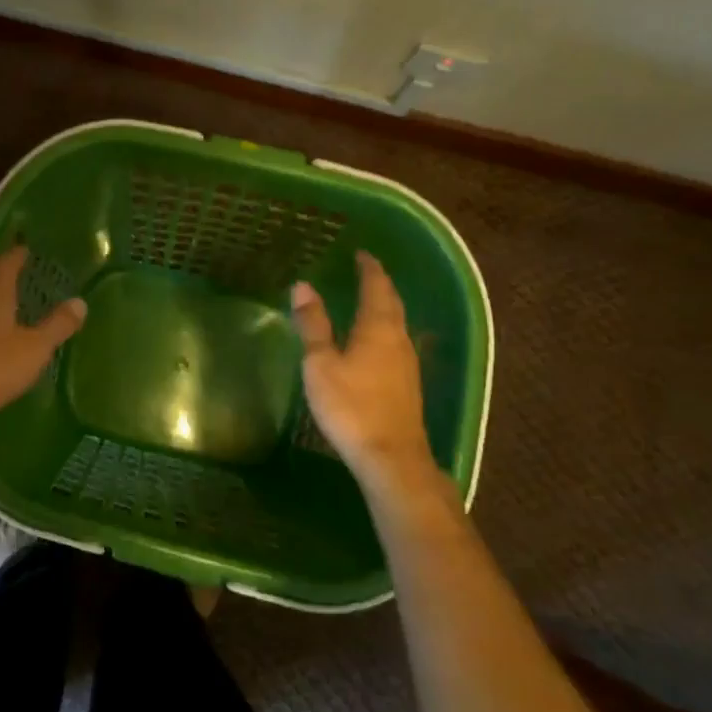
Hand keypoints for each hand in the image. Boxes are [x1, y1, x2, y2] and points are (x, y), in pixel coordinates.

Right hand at [291, 252, 444, 500]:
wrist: (391, 458)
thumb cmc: (351, 406)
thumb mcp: (321, 363)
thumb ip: (313, 324)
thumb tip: (303, 285)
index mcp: (377, 327)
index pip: (376, 286)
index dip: (369, 268)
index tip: (361, 253)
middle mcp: (398, 338)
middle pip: (392, 302)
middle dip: (379, 284)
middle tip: (365, 270)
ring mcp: (407, 363)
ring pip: (397, 323)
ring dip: (384, 306)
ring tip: (368, 299)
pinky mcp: (407, 384)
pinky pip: (396, 341)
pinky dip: (385, 328)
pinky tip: (375, 340)